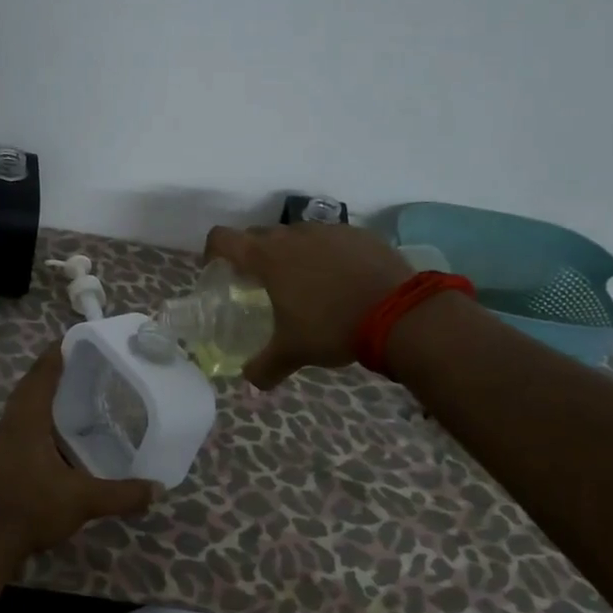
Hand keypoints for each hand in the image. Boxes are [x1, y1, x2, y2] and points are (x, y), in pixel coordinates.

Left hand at [0, 347, 159, 559]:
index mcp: (26, 421)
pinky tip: (56, 436)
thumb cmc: (32, 509)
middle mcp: (9, 425)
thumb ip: (122, 494)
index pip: (41, 375)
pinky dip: (37, 421)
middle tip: (81, 366)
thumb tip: (158, 489)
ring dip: (42, 398)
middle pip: (29, 388)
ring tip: (73, 396)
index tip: (73, 339)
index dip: (55, 355)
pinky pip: (19, 427)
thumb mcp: (83, 501)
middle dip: (52, 373)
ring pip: (21, 409)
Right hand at [203, 222, 412, 387]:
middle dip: (253, 256)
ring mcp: (328, 230)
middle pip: (259, 235)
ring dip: (292, 254)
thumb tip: (250, 381)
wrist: (398, 312)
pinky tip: (340, 282)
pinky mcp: (358, 234)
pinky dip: (326, 255)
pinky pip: (331, 239)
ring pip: (297, 235)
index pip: (223, 239)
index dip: (213, 251)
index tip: (217, 270)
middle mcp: (293, 235)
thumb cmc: (332, 326)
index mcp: (267, 258)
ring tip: (305, 285)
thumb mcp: (293, 352)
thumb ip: (264, 367)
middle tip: (260, 285)